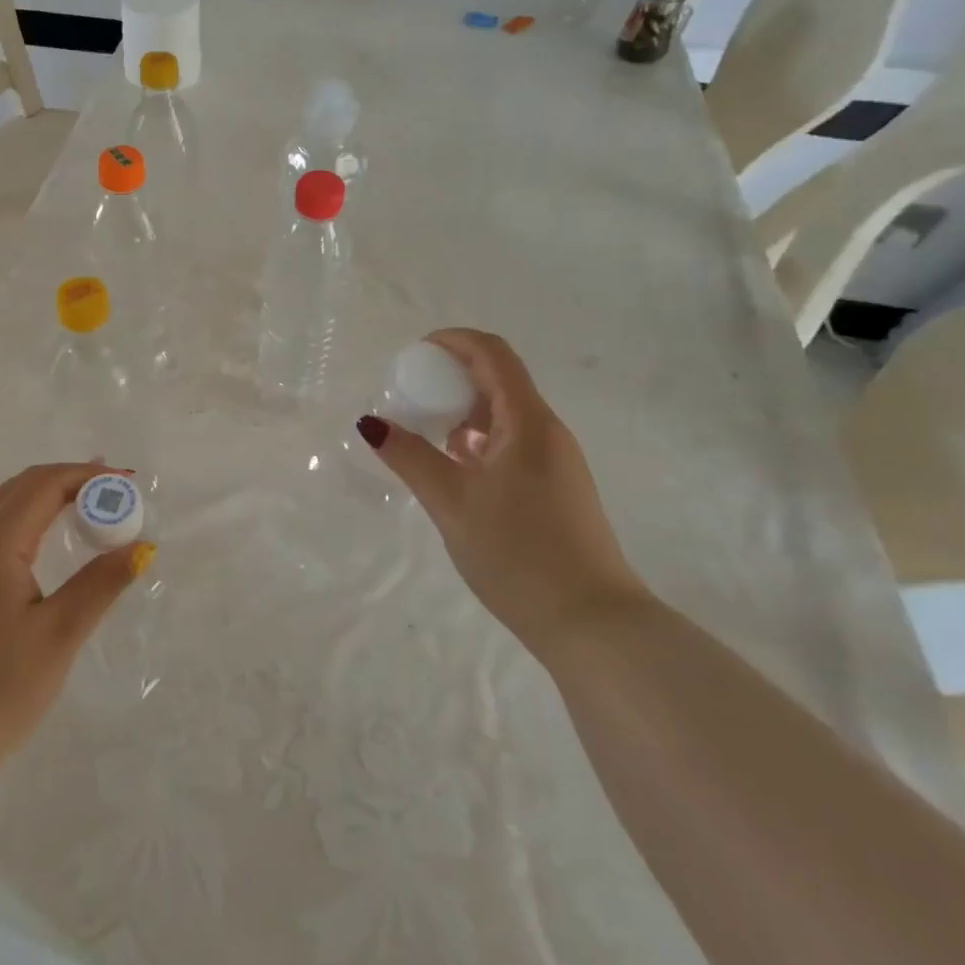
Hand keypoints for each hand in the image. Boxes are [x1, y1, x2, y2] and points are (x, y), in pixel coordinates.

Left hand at [0, 462, 153, 788]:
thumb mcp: (59, 635)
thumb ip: (102, 582)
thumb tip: (142, 547)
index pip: (45, 484)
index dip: (88, 476)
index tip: (128, 483)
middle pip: (21, 487)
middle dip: (69, 480)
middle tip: (113, 491)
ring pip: (2, 506)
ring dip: (46, 498)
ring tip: (87, 507)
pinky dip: (25, 520)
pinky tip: (45, 543)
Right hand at [357, 328, 646, 652]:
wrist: (592, 624)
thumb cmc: (518, 554)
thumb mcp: (452, 503)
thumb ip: (410, 457)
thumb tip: (372, 423)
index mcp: (528, 422)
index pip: (493, 354)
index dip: (453, 340)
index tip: (415, 353)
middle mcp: (547, 432)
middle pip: (499, 380)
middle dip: (452, 377)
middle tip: (410, 395)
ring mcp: (556, 461)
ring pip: (505, 415)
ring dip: (463, 411)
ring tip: (425, 434)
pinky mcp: (557, 488)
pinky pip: (513, 443)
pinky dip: (479, 440)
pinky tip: (455, 470)